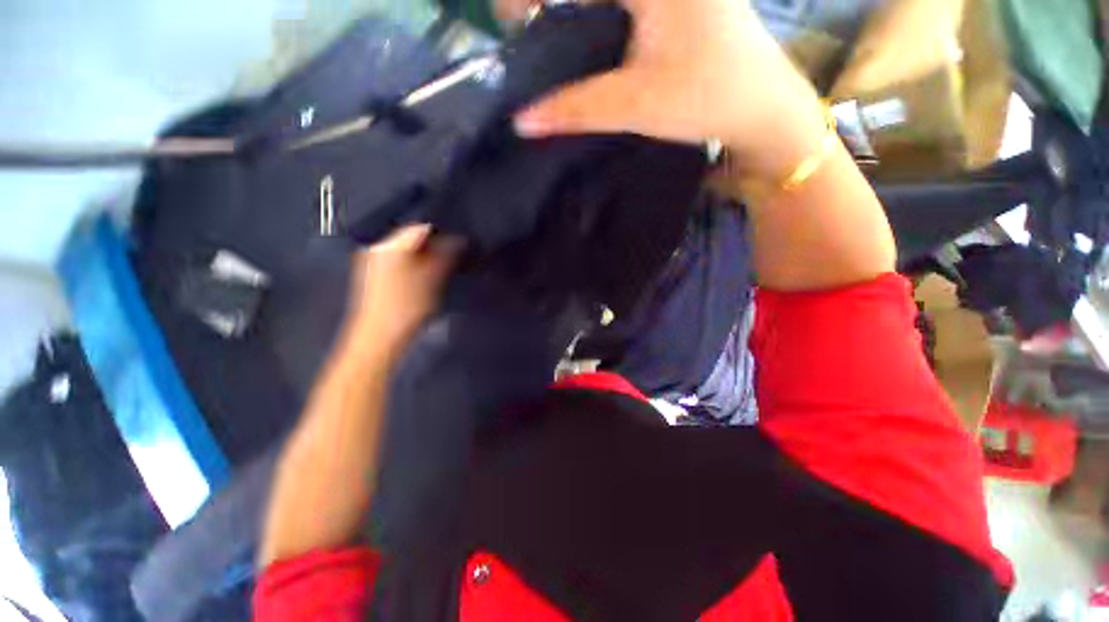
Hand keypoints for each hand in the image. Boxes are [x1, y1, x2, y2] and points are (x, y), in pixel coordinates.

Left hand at [341, 224, 458, 359]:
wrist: (378, 337)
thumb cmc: (406, 308)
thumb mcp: (432, 280)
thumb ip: (445, 257)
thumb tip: (458, 240)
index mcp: (389, 246)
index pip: (420, 227)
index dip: (442, 233)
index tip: (458, 243)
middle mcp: (377, 249)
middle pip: (411, 238)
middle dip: (434, 245)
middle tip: (452, 257)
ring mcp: (373, 262)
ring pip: (406, 251)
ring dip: (425, 256)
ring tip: (441, 268)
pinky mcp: (374, 275)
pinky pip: (399, 261)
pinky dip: (414, 265)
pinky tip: (425, 278)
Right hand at [514, 0, 824, 176]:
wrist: (760, 106)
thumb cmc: (704, 99)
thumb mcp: (634, 104)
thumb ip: (574, 108)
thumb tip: (522, 120)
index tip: (508, 18)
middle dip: (551, 2)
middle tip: (523, 22)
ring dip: (574, 5)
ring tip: (544, 24)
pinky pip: (625, 2)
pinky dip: (597, 10)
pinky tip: (584, 28)